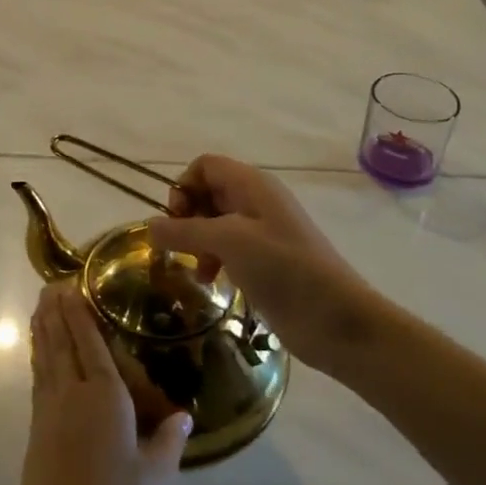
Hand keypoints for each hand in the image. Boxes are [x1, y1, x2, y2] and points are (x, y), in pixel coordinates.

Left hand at [13, 286, 191, 484]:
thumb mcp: (154, 475)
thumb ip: (169, 440)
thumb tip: (184, 414)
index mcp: (105, 395)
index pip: (90, 343)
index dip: (81, 313)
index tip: (72, 286)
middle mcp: (73, 391)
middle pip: (62, 341)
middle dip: (56, 311)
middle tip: (51, 284)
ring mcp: (50, 406)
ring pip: (46, 355)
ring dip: (43, 327)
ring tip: (40, 305)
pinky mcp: (37, 423)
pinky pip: (38, 375)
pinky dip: (37, 355)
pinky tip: (38, 350)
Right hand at [148, 154, 384, 376]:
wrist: (335, 318)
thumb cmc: (283, 267)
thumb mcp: (228, 242)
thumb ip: (184, 231)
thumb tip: (150, 226)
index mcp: (251, 185)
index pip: (205, 166)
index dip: (185, 186)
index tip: (176, 219)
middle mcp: (256, 201)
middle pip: (208, 193)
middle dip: (187, 217)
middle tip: (180, 247)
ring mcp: (262, 232)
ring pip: (215, 223)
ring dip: (198, 242)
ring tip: (198, 272)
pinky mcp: (265, 261)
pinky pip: (228, 248)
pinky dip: (213, 259)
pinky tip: (213, 281)